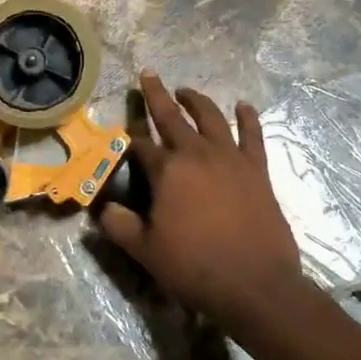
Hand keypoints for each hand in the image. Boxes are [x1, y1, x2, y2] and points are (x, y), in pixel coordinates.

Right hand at [98, 73, 308, 331]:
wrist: (255, 285)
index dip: (129, 136)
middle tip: (148, 74)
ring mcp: (230, 159)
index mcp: (167, 171)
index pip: (141, 144)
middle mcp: (196, 154)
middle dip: (156, 94)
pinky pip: (252, 136)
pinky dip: (247, 118)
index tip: (122, 131)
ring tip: (186, 91)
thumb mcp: (145, 251)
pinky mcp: (257, 170)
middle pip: (172, 116)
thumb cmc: (195, 267)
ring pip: (210, 118)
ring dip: (196, 101)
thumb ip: (119, 225)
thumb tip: (103, 209)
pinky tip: (243, 106)